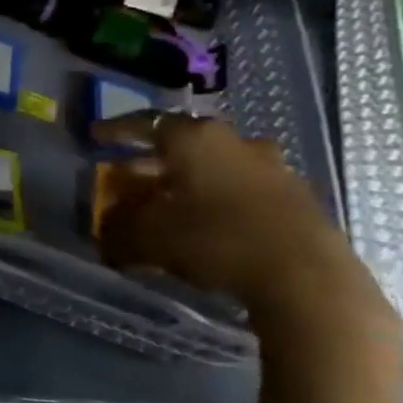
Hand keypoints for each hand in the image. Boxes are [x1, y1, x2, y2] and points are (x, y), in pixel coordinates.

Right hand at [93, 113, 392, 327]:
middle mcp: (234, 142)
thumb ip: (119, 227)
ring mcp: (273, 167)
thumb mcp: (147, 237)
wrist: (305, 278)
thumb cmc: (214, 240)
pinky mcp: (298, 197)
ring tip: (169, 201)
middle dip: (152, 160)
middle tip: (128, 176)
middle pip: (183, 143)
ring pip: (217, 165)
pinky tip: (207, 221)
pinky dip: (219, 198)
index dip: (117, 130)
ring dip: (190, 179)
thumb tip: (107, 227)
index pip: (145, 123)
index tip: (96, 136)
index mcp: (194, 139)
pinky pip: (243, 188)